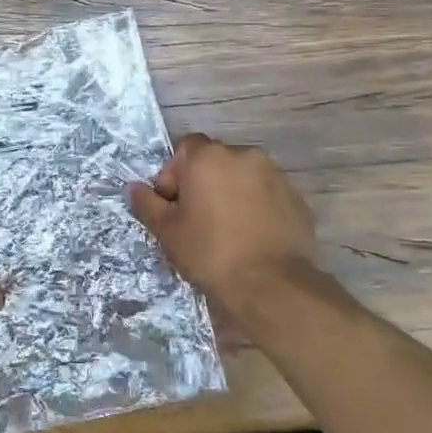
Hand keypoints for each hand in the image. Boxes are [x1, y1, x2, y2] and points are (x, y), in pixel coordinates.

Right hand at [128, 133, 318, 320]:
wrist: (271, 285)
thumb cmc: (210, 252)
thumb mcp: (167, 231)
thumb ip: (147, 203)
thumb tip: (135, 187)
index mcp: (209, 157)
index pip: (185, 147)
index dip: (174, 173)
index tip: (173, 204)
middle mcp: (244, 155)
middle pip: (215, 160)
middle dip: (203, 182)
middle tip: (196, 218)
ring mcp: (275, 175)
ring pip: (243, 176)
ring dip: (231, 193)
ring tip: (226, 229)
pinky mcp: (296, 198)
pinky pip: (266, 194)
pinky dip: (256, 207)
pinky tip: (251, 237)